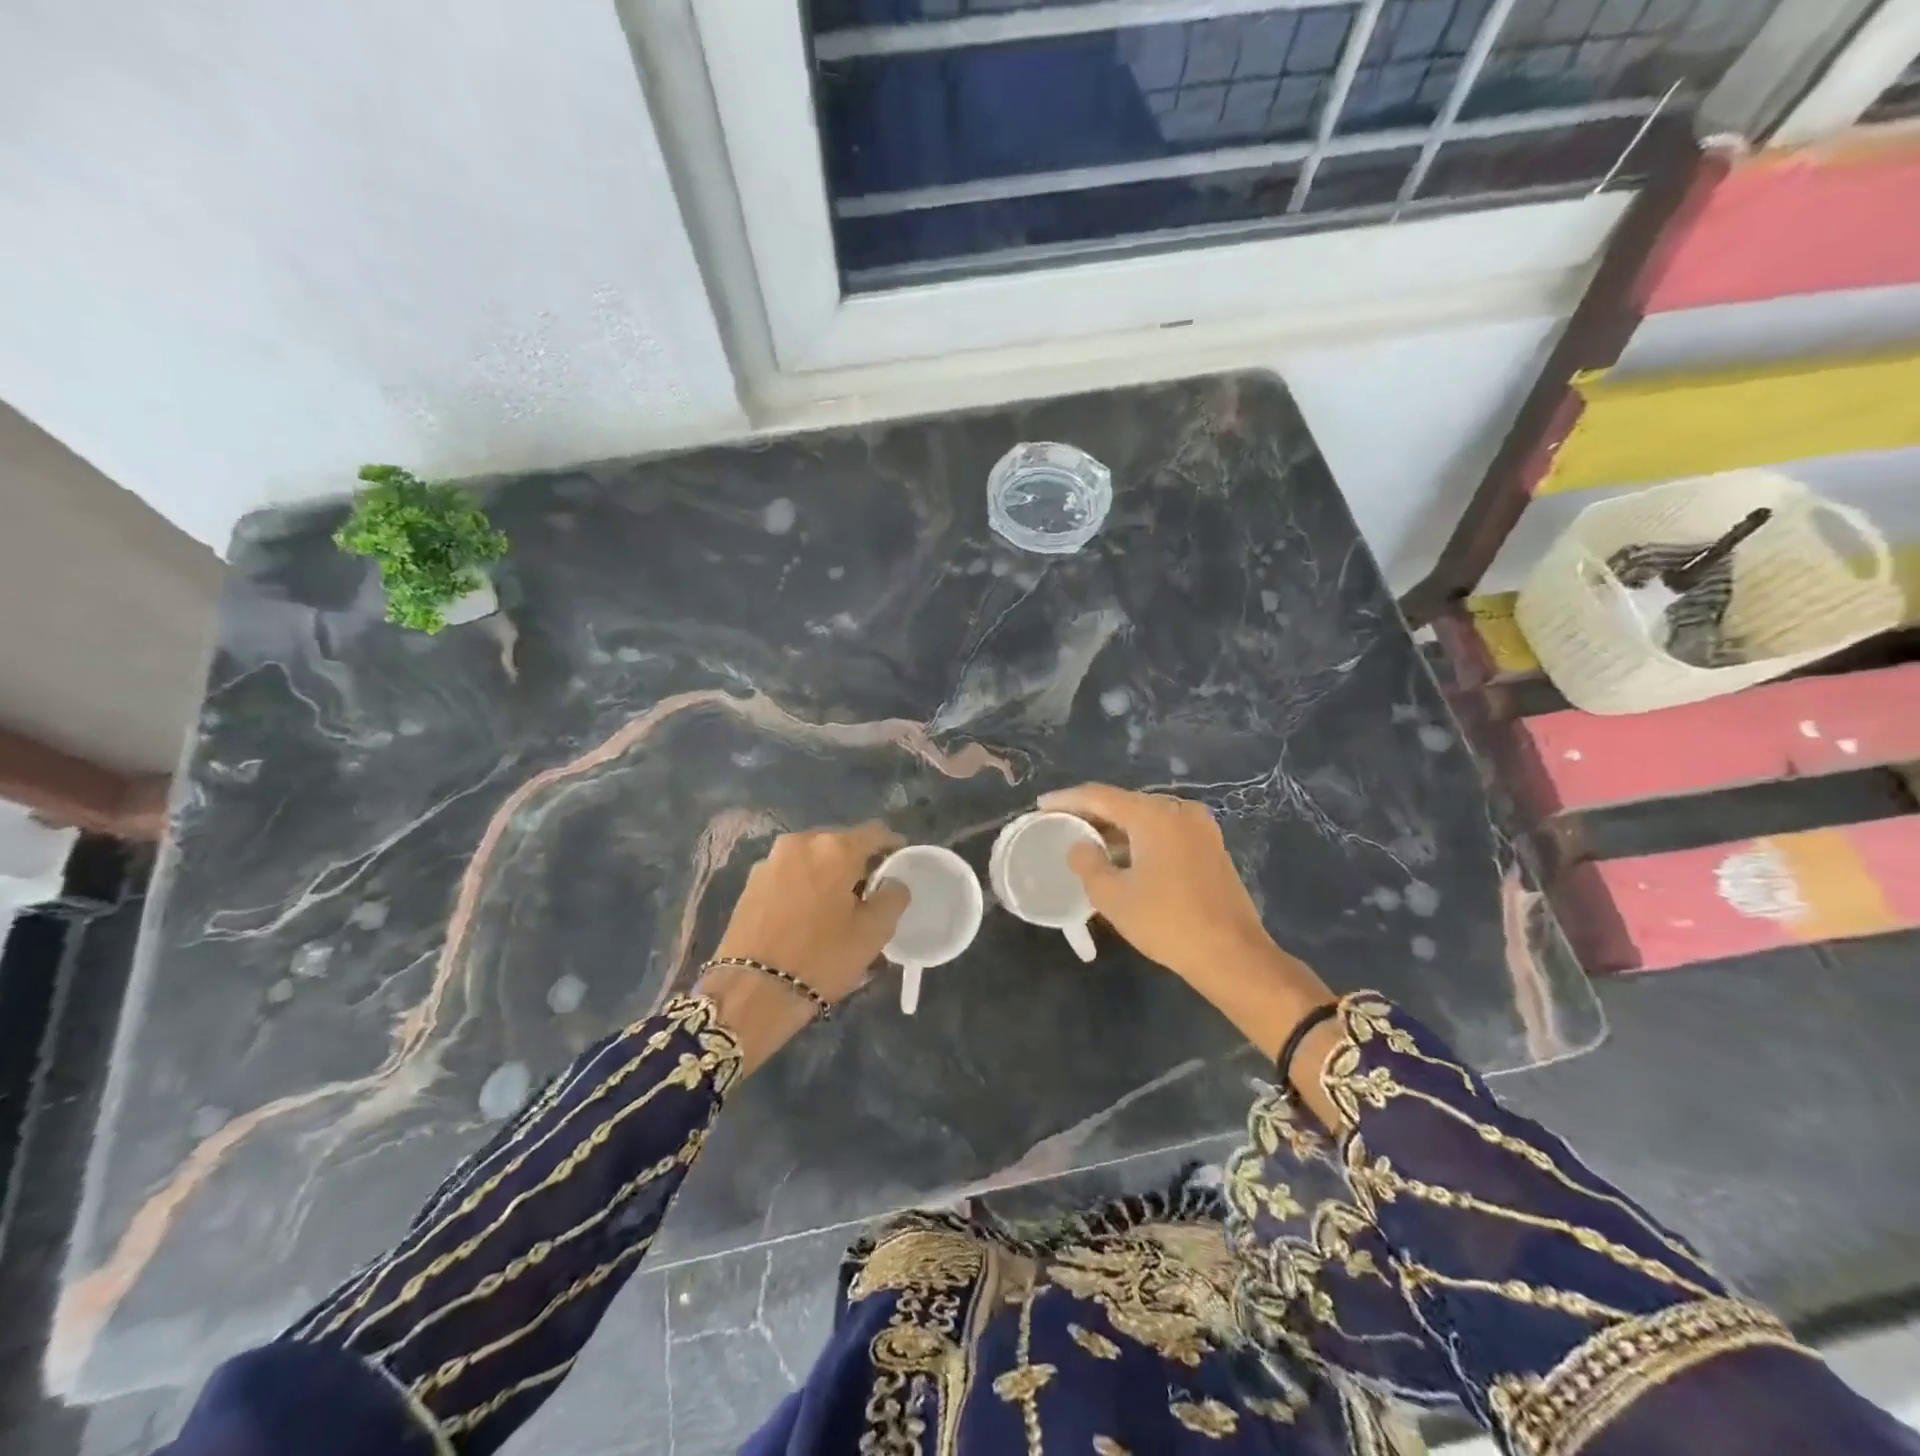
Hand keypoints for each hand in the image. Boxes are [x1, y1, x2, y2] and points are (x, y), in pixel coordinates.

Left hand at [700, 823, 909, 1073]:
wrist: (752, 992)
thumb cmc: (821, 958)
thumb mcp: (873, 932)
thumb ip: (893, 897)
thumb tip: (893, 882)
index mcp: (835, 848)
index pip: (875, 833)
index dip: (892, 845)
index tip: (899, 863)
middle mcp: (801, 843)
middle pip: (840, 843)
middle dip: (857, 861)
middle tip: (870, 889)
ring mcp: (771, 861)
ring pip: (812, 858)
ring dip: (828, 873)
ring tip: (838, 903)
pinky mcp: (751, 883)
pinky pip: (790, 874)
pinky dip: (805, 884)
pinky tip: (808, 912)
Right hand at [1038, 783, 1275, 979]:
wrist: (1233, 955)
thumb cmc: (1167, 923)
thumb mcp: (1113, 896)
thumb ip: (1087, 862)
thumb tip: (1080, 846)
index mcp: (1154, 815)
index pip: (1099, 796)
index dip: (1066, 799)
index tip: (1041, 805)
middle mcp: (1180, 811)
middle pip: (1125, 803)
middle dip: (1092, 813)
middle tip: (1061, 823)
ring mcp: (1201, 828)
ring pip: (1147, 818)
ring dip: (1116, 828)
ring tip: (1086, 841)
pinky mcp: (1211, 847)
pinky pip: (1165, 832)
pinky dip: (1140, 838)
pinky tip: (1123, 856)